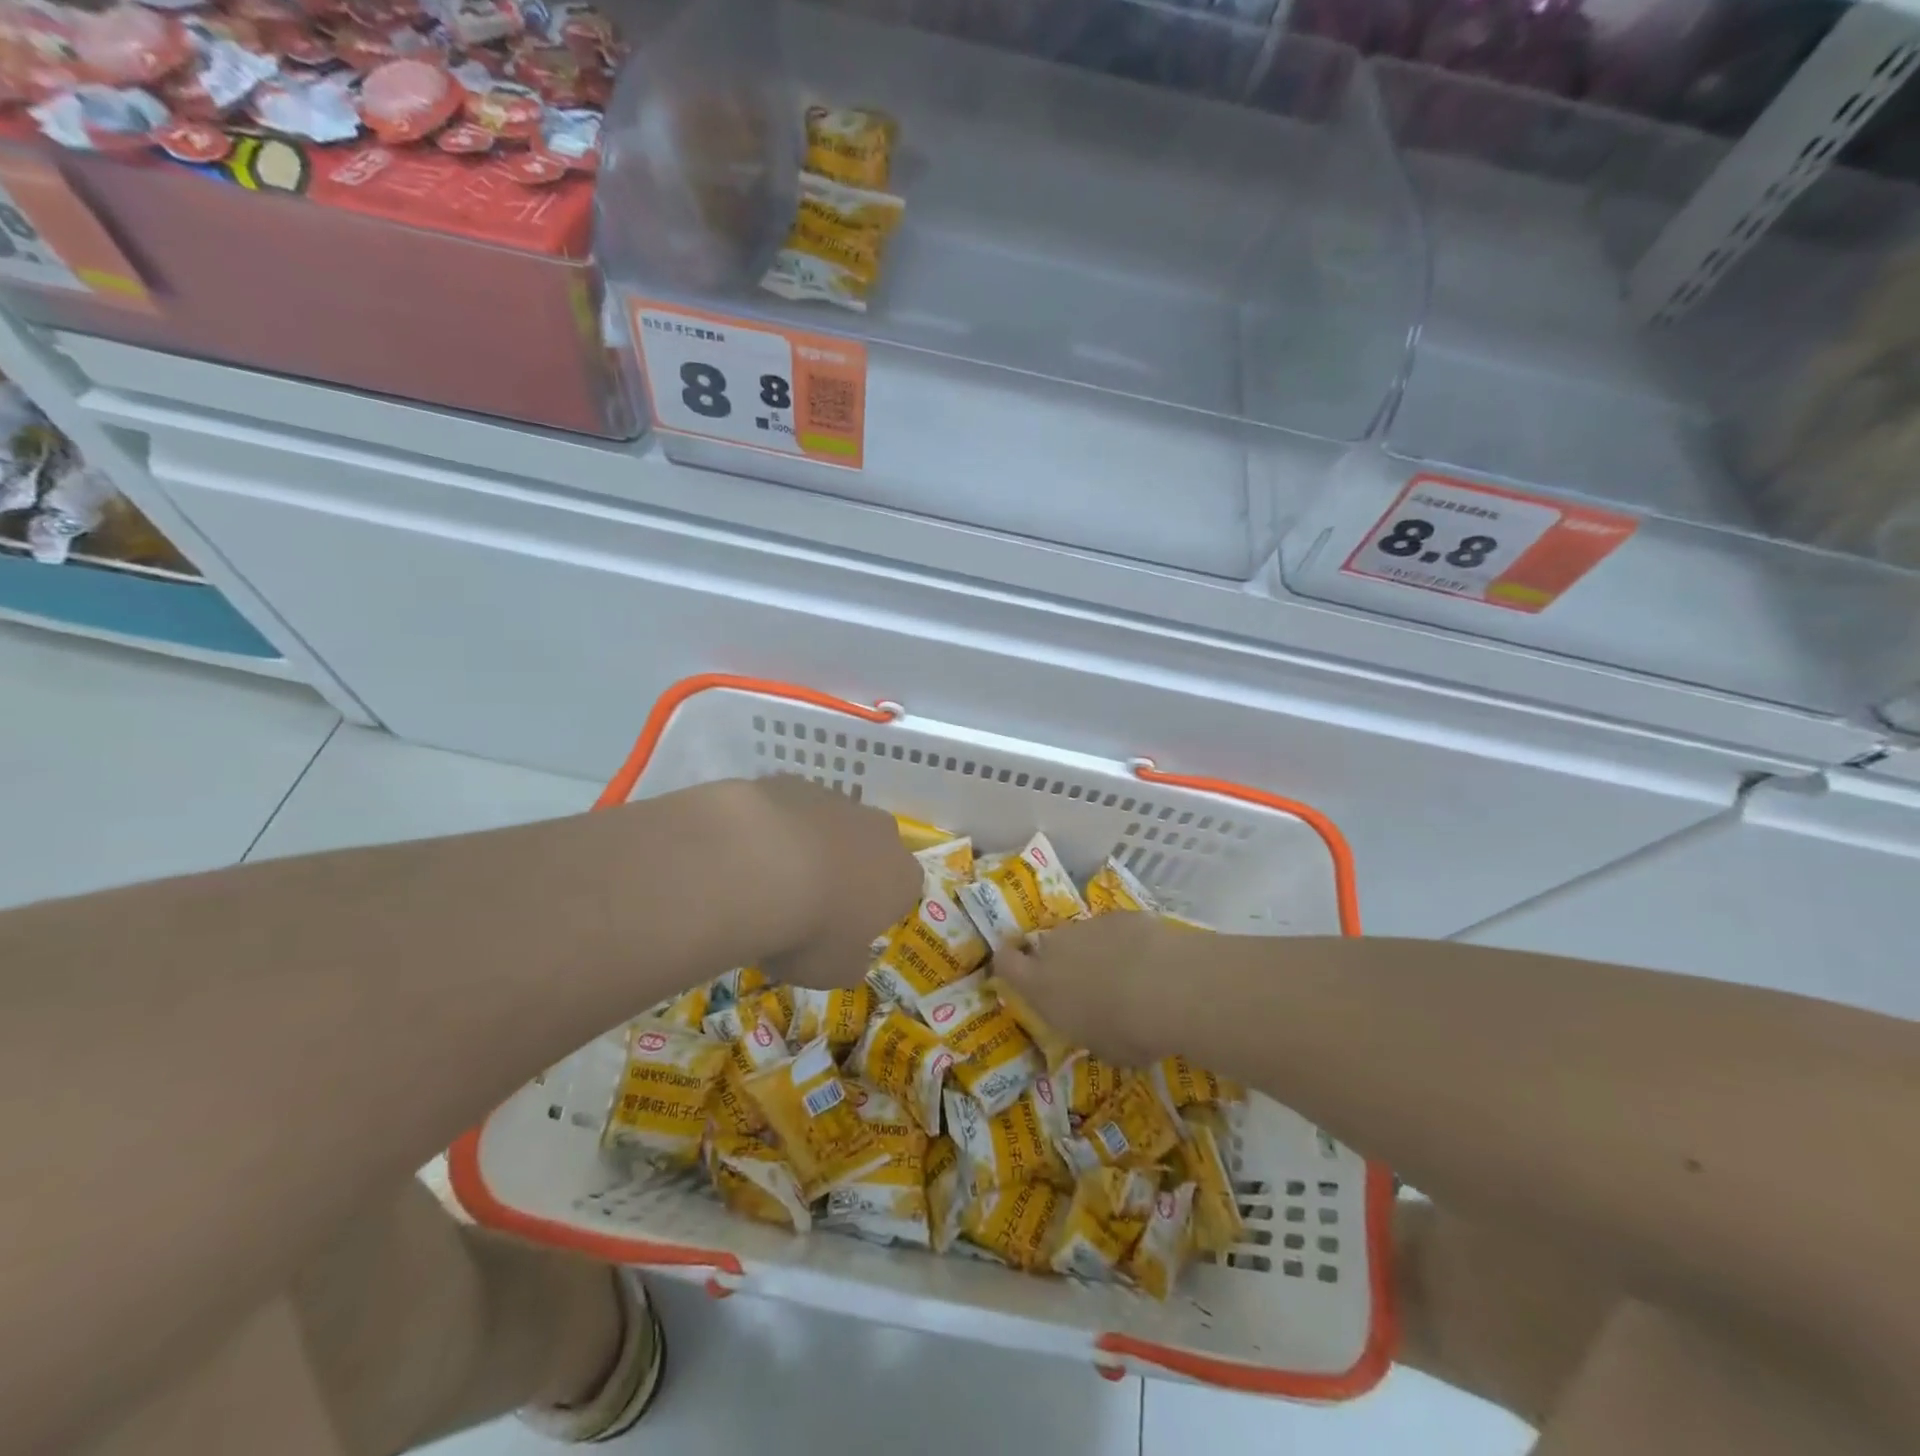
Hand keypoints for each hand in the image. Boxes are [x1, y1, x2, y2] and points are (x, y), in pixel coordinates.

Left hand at [699, 775, 920, 988]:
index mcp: (902, 876)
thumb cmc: (809, 930)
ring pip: (830, 826)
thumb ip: (850, 963)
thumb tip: (852, 958)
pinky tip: (745, 854)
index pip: (902, 893)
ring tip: (768, 881)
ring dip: (809, 848)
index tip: (844, 932)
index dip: (874, 912)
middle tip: (808, 904)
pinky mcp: (793, 782)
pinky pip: (789, 810)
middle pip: (870, 851)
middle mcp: (880, 831)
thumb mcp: (834, 971)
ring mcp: (837, 800)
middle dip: (847, 872)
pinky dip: (774, 828)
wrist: (753, 866)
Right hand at [994, 911, 1189, 1067]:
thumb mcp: (1100, 1047)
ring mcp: (1087, 926)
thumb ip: (1086, 1028)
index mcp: (1040, 985)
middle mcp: (1056, 948)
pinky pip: (1114, 928)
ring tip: (1126, 974)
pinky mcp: (1119, 914)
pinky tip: (1150, 959)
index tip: (1020, 971)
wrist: (1168, 986)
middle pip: (1046, 947)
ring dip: (1095, 951)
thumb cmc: (1127, 1032)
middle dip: (1060, 961)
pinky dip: (1125, 941)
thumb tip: (1094, 1024)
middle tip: (1085, 982)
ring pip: (1082, 936)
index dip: (1008, 964)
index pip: (1005, 963)